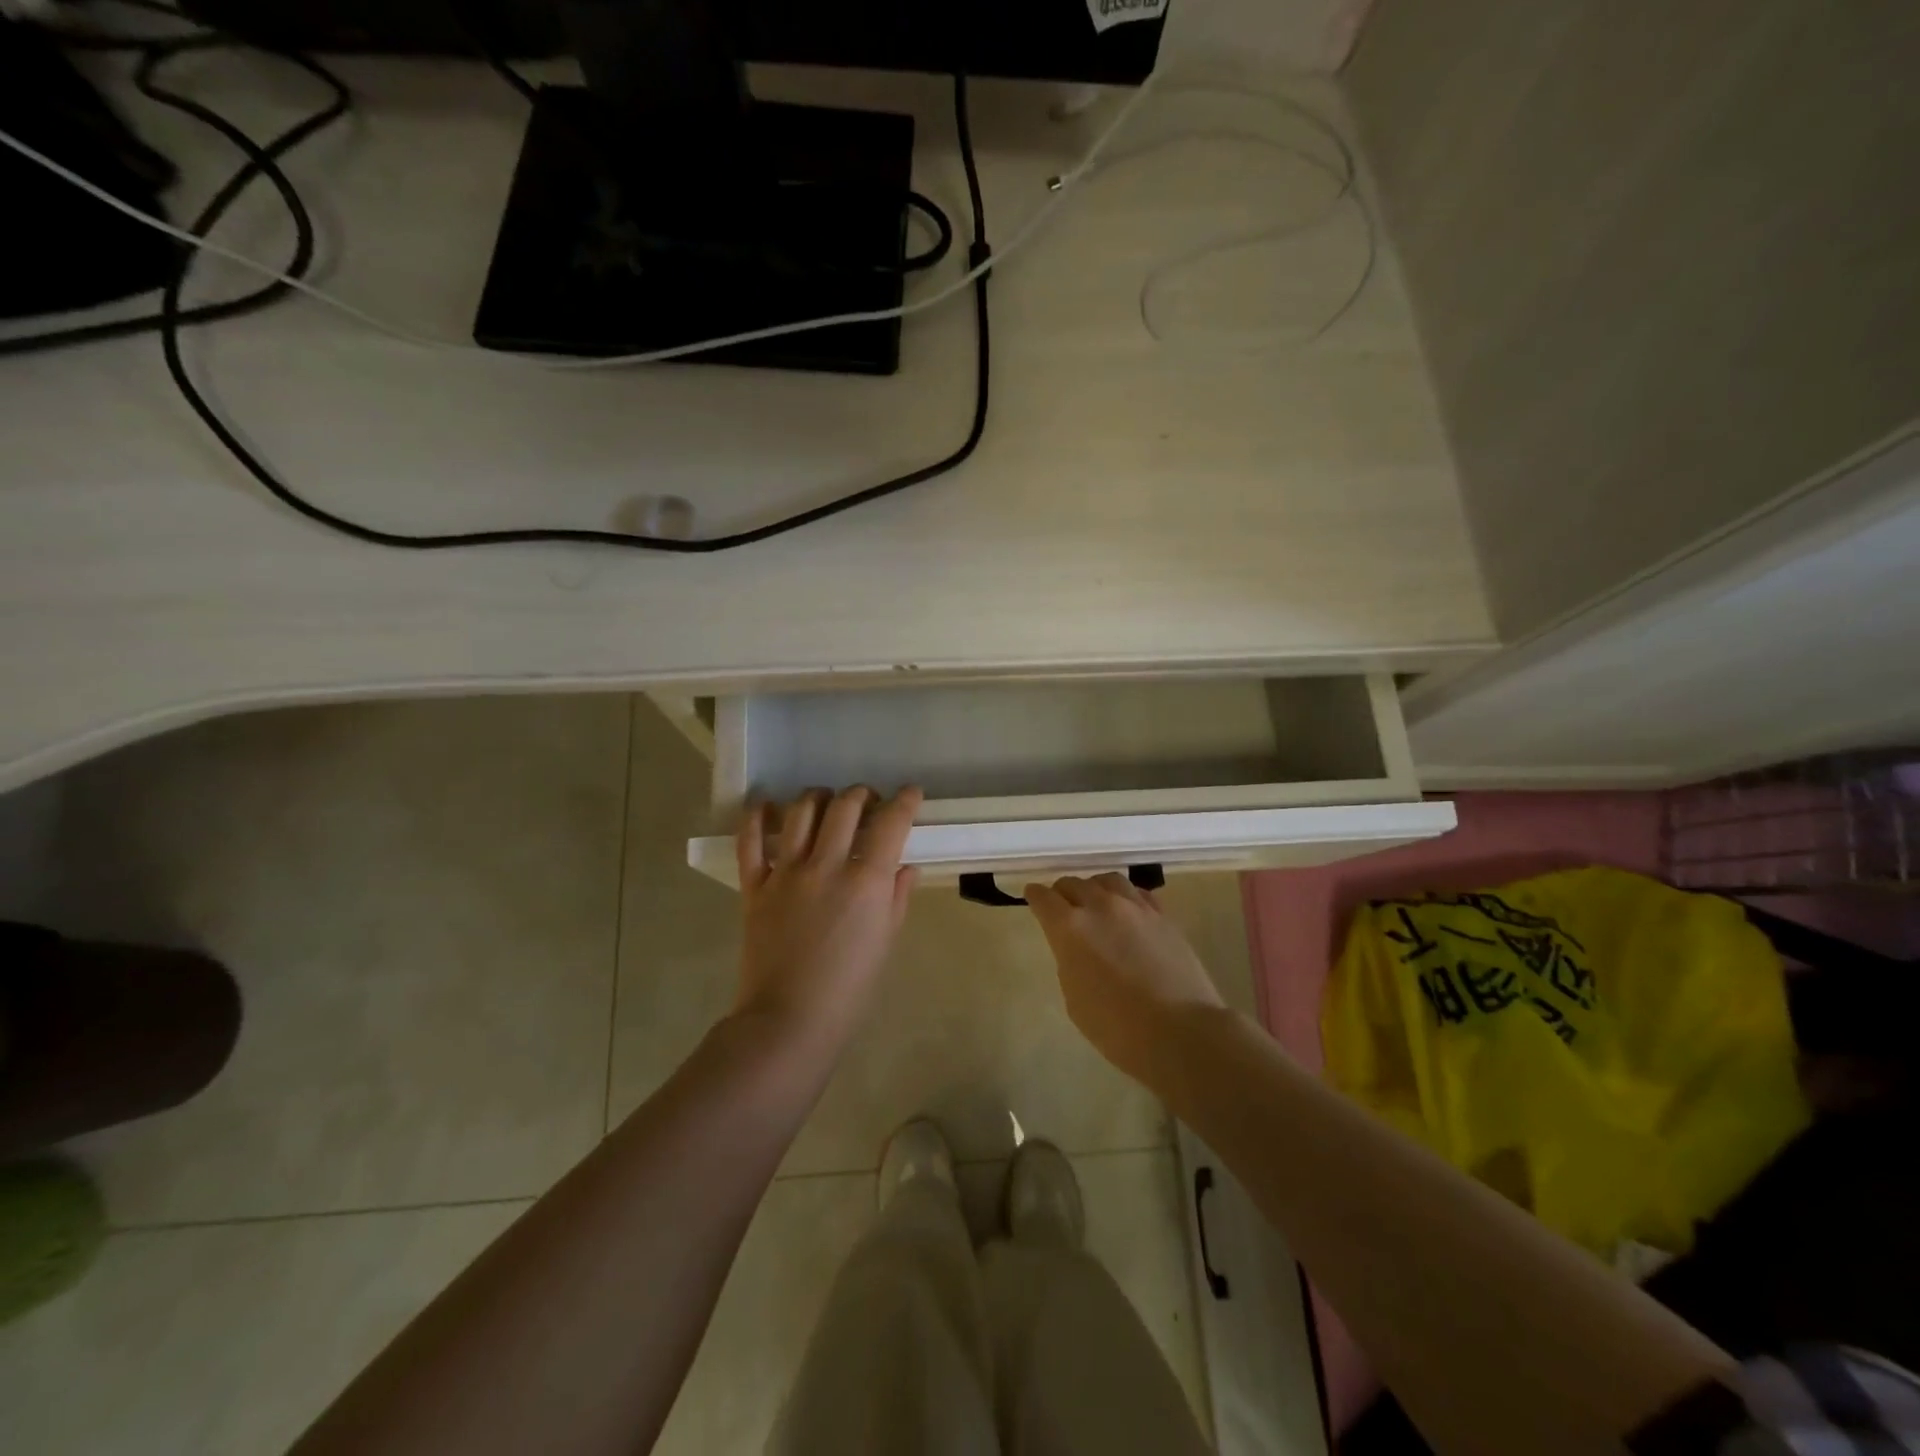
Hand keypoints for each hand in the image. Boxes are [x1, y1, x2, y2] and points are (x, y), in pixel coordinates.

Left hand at [732, 786, 922, 1055]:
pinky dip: (757, 816)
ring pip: (802, 811)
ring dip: (819, 797)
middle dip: (863, 794)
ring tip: (826, 802)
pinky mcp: (755, 886)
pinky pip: (750, 841)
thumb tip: (905, 866)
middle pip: (846, 806)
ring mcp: (787, 873)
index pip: (891, 822)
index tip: (910, 793)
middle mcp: (827, 865)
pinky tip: (766, 805)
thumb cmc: (849, 988)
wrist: (789, 1020)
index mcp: (867, 881)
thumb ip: (897, 897)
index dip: (905, 800)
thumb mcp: (886, 941)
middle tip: (869, 802)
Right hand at [1025, 873, 1225, 1087]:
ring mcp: (1135, 907)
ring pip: (1107, 880)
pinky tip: (1127, 911)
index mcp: (1070, 928)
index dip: (1035, 896)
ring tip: (1096, 903)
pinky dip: (1125, 897)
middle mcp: (1100, 906)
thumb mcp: (1075, 998)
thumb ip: (1069, 961)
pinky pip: (1137, 893)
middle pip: (1074, 883)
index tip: (1033, 897)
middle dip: (1063, 893)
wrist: (1180, 1032)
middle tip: (1062, 907)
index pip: (1043, 898)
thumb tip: (1076, 946)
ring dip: (1095, 889)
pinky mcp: (1163, 915)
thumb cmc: (1117, 1027)